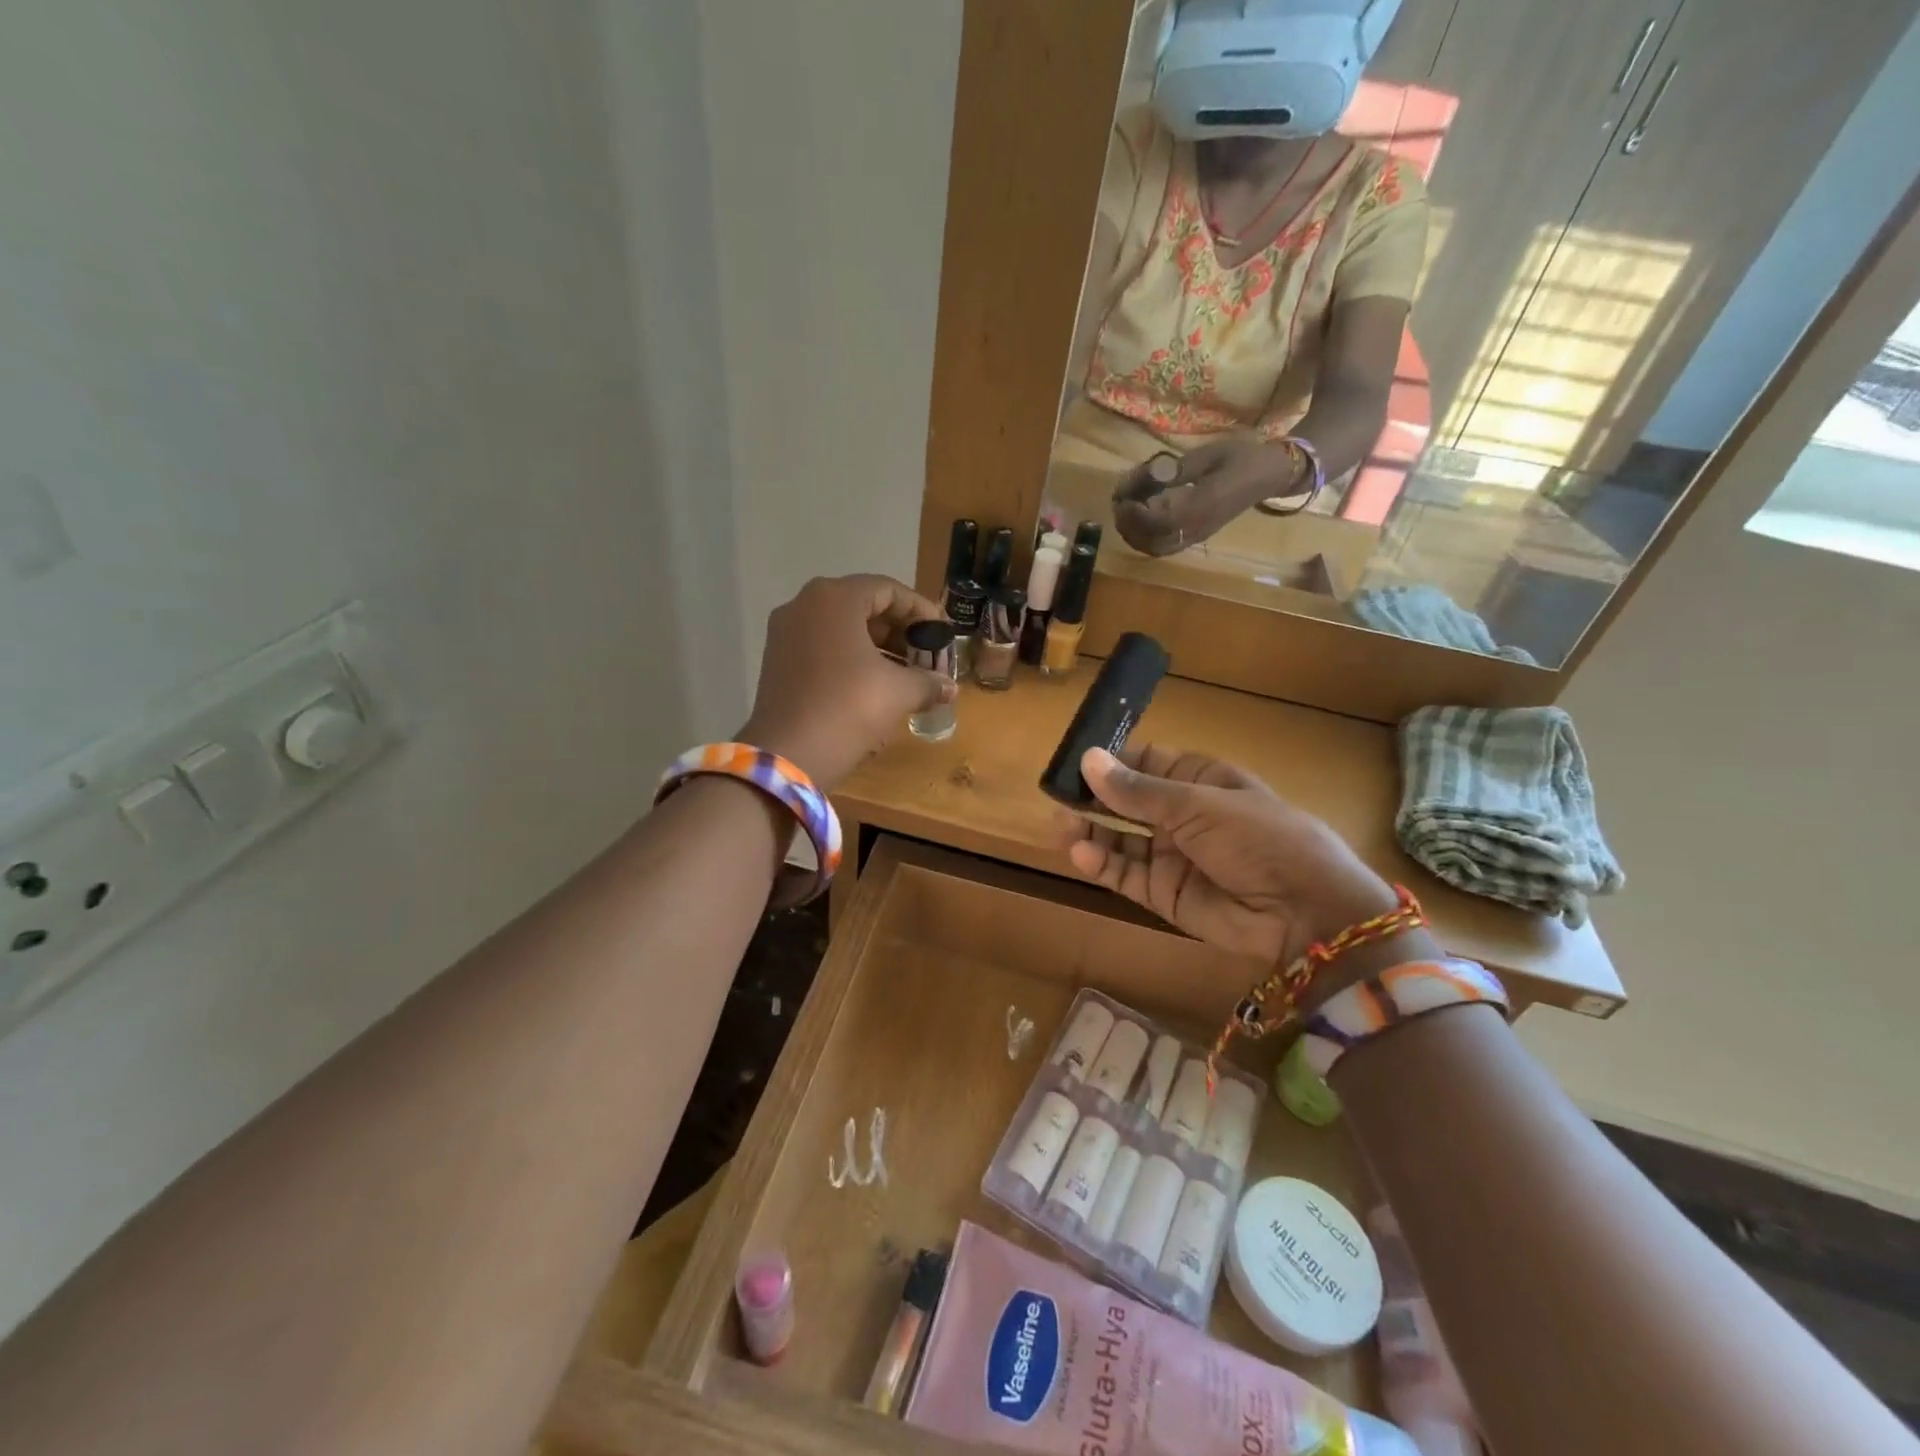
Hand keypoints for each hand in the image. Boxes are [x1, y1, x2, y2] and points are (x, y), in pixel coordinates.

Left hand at [739, 574, 954, 789]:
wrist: (788, 756)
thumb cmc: (849, 708)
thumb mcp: (898, 692)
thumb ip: (928, 682)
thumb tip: (949, 688)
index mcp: (834, 598)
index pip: (889, 590)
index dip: (921, 611)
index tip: (942, 633)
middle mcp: (804, 605)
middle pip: (863, 606)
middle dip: (900, 631)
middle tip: (927, 655)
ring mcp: (786, 633)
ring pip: (842, 629)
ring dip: (878, 647)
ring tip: (908, 674)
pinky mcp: (777, 661)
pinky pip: (824, 648)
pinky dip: (852, 659)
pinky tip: (876, 685)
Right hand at [1059, 746, 1434, 981]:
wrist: (1304, 912)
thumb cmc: (1257, 837)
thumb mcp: (1197, 804)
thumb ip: (1138, 790)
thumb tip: (1087, 760)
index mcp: (1200, 780)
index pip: (1146, 763)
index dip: (1111, 763)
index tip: (1074, 764)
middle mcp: (1183, 815)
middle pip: (1127, 802)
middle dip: (1094, 800)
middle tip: (1058, 801)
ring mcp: (1173, 856)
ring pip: (1120, 840)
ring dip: (1090, 833)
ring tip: (1060, 829)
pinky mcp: (1165, 894)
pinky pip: (1126, 875)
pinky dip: (1101, 865)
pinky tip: (1079, 854)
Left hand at [1110, 438, 1302, 556]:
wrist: (1268, 474)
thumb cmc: (1240, 457)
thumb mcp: (1208, 455)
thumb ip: (1178, 469)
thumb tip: (1148, 476)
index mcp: (1203, 506)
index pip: (1160, 521)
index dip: (1136, 513)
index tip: (1122, 497)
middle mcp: (1197, 528)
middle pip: (1152, 540)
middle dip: (1129, 524)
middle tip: (1119, 501)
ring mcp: (1196, 536)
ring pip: (1155, 548)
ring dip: (1133, 534)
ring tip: (1124, 511)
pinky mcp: (1195, 538)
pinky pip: (1163, 548)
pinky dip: (1144, 539)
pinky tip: (1138, 521)